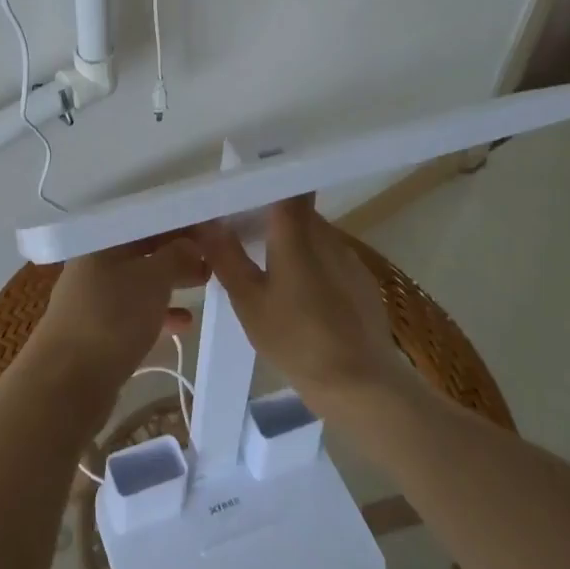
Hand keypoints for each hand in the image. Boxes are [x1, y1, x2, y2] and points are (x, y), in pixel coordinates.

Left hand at [27, 238, 207, 398]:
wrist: (68, 382)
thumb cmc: (112, 317)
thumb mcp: (152, 279)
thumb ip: (176, 256)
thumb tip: (192, 242)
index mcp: (102, 240)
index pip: (145, 218)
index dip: (177, 220)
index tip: (210, 226)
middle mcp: (95, 262)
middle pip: (142, 248)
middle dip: (177, 251)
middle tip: (214, 255)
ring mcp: (95, 297)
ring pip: (140, 280)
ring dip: (171, 281)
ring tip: (205, 282)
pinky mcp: (99, 329)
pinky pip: (135, 311)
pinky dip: (159, 313)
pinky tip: (186, 323)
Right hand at [197, 198, 401, 403]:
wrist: (363, 386)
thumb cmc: (297, 340)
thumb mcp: (249, 302)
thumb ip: (226, 257)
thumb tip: (206, 223)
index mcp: (296, 233)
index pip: (286, 185)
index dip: (265, 181)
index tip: (242, 190)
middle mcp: (326, 235)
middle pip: (297, 209)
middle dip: (271, 215)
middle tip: (242, 232)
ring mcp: (348, 257)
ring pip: (313, 234)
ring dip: (291, 242)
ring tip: (267, 267)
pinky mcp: (362, 282)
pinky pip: (329, 258)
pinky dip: (311, 264)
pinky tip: (299, 296)